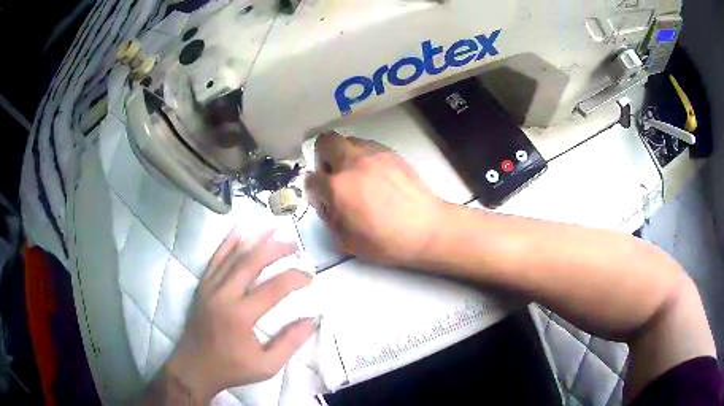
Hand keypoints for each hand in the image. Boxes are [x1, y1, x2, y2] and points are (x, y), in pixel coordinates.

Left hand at [163, 230, 314, 401]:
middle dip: (275, 249)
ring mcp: (210, 287)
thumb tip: (312, 320)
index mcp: (241, 316)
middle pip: (252, 262)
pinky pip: (215, 259)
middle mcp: (224, 295)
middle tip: (294, 245)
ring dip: (255, 240)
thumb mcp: (267, 365)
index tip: (309, 276)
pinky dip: (228, 243)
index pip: (273, 288)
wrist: (194, 367)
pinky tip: (240, 231)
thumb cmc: (231, 368)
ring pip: (233, 256)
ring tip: (273, 228)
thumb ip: (290, 342)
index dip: (294, 277)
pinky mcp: (202, 286)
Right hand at [305, 132, 447, 266]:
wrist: (426, 228)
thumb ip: (329, 218)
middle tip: (332, 174)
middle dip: (322, 157)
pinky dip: (363, 155)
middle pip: (325, 142)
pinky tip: (374, 174)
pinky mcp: (391, 152)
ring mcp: (373, 154)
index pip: (311, 179)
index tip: (321, 197)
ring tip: (356, 174)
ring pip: (347, 140)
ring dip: (344, 154)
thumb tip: (326, 202)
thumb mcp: (347, 241)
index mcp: (338, 187)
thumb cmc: (386, 241)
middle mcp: (352, 163)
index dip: (313, 190)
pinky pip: (367, 145)